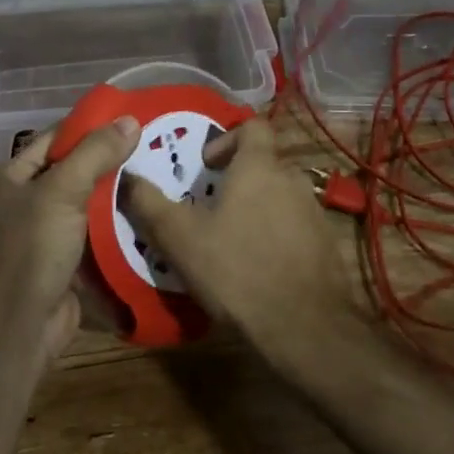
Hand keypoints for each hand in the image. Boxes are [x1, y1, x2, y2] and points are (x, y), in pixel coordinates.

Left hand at [0, 115, 140, 359]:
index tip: (128, 117)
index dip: (88, 128)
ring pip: (87, 206)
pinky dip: (118, 228)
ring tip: (161, 173)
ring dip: (117, 195)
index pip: (53, 141)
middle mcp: (24, 204)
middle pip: (73, 172)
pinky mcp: (66, 264)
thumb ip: (96, 152)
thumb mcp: (62, 190)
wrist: (19, 327)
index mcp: (10, 179)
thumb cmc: (31, 248)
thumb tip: (131, 119)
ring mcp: (46, 236)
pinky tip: (150, 213)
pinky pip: (96, 237)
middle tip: (154, 145)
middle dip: (109, 162)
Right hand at [121, 118, 365, 367]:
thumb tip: (127, 176)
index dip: (228, 138)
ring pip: (280, 195)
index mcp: (259, 166)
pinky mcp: (326, 243)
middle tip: (210, 208)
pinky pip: (296, 225)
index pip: (253, 126)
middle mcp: (292, 179)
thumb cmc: (236, 269)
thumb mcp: (179, 237)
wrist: (304, 327)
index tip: (206, 166)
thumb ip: (149, 202)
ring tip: (232, 240)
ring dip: (258, 207)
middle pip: (264, 163)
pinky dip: (277, 234)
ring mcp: (314, 211)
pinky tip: (259, 266)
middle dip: (237, 179)